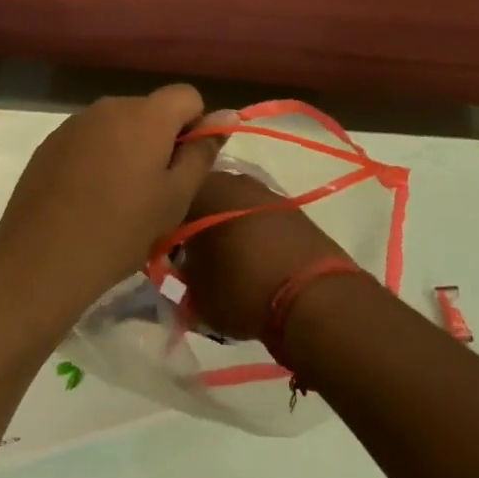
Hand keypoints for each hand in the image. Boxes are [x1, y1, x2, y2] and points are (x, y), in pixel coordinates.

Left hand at [0, 85, 222, 333]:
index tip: (186, 165)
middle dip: (161, 139)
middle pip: (151, 110)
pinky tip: (88, 197)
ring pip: (118, 125)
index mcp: (146, 115)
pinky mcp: (51, 141)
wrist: (43, 257)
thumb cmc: (122, 229)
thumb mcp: (175, 197)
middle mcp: (110, 106)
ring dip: (128, 148)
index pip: (187, 95)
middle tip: (156, 190)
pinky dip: (98, 157)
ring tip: (120, 198)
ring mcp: (76, 122)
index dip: (195, 126)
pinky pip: (89, 138)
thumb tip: (227, 114)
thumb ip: (201, 151)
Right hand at [178, 169, 351, 338]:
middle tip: (194, 256)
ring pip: (234, 205)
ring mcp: (265, 192)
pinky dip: (254, 234)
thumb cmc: (240, 288)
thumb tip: (182, 266)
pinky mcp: (293, 210)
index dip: (165, 227)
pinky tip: (255, 261)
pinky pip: (260, 218)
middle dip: (197, 222)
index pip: (170, 200)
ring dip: (227, 227)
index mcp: (201, 190)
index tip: (166, 251)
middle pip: (204, 197)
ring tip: (226, 261)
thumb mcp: (194, 292)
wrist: (313, 298)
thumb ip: (180, 272)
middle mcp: (232, 180)